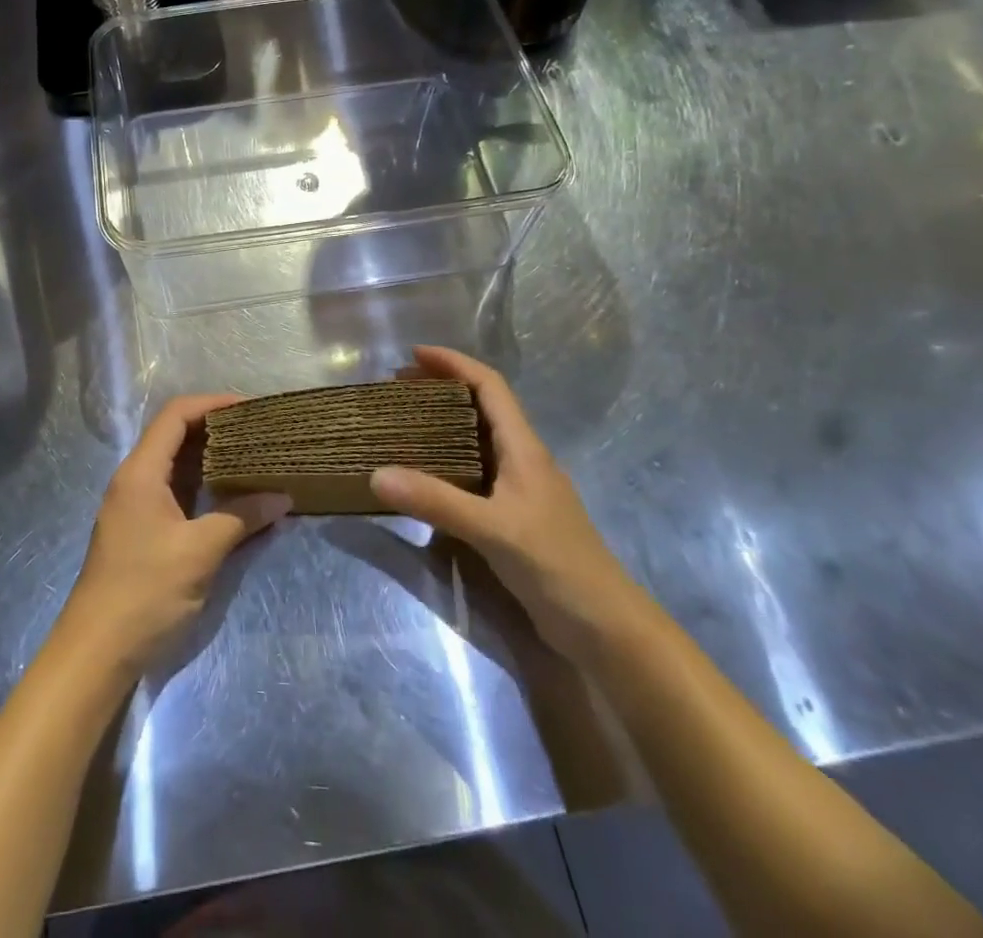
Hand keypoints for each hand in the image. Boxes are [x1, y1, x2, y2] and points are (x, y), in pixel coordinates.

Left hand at [57, 395, 290, 677]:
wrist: (96, 651)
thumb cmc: (145, 592)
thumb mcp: (199, 552)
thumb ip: (241, 518)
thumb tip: (283, 497)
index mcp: (142, 472)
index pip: (176, 415)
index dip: (213, 403)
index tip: (251, 407)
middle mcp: (136, 479)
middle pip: (177, 435)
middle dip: (218, 428)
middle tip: (259, 431)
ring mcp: (137, 505)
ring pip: (178, 465)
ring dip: (213, 458)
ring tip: (254, 456)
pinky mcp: (143, 529)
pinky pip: (177, 491)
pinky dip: (205, 485)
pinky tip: (233, 494)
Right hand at [369, 346, 644, 664]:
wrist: (606, 628)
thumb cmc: (556, 565)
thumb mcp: (492, 530)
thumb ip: (435, 501)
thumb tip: (376, 474)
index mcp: (524, 448)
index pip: (489, 385)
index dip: (454, 362)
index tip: (413, 354)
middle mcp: (523, 459)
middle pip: (482, 406)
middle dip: (441, 388)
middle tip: (398, 388)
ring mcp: (521, 489)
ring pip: (478, 439)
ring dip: (443, 424)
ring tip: (404, 424)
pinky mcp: (515, 517)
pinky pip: (475, 473)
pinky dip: (448, 461)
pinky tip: (425, 478)